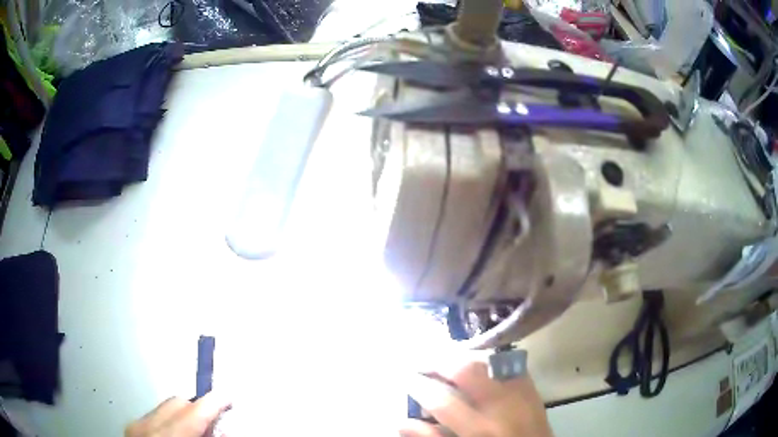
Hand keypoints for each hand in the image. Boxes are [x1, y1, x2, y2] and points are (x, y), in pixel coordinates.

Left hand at [126, 393, 230, 436]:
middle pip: (178, 403)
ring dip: (182, 417)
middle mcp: (148, 427)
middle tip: (213, 424)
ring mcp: (135, 427)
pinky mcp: (130, 430)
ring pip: (164, 408)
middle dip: (197, 410)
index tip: (228, 399)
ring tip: (193, 434)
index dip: (215, 403)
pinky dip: (167, 423)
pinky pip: (152, 417)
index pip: (195, 412)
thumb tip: (223, 432)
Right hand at [401, 356, 552, 436]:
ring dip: (463, 357)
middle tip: (423, 361)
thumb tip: (402, 422)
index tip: (406, 377)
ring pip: (489, 361)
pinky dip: (489, 361)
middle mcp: (502, 407)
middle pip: (467, 370)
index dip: (418, 385)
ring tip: (445, 360)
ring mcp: (521, 394)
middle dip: (440, 361)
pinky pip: (509, 365)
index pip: (442, 400)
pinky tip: (477, 364)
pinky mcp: (532, 389)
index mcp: (480, 430)